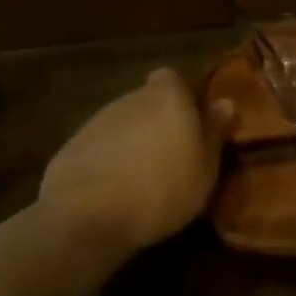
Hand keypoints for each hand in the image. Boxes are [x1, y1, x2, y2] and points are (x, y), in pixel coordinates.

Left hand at [39, 68, 234, 255]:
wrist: (87, 217)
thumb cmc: (162, 188)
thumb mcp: (205, 167)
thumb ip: (214, 132)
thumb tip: (226, 102)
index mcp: (167, 97)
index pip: (172, 78)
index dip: (179, 97)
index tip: (188, 122)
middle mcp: (130, 99)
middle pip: (146, 101)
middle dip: (156, 122)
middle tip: (170, 155)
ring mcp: (95, 123)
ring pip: (121, 125)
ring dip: (131, 143)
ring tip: (141, 178)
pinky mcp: (69, 149)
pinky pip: (97, 149)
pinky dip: (106, 163)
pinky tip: (112, 193)